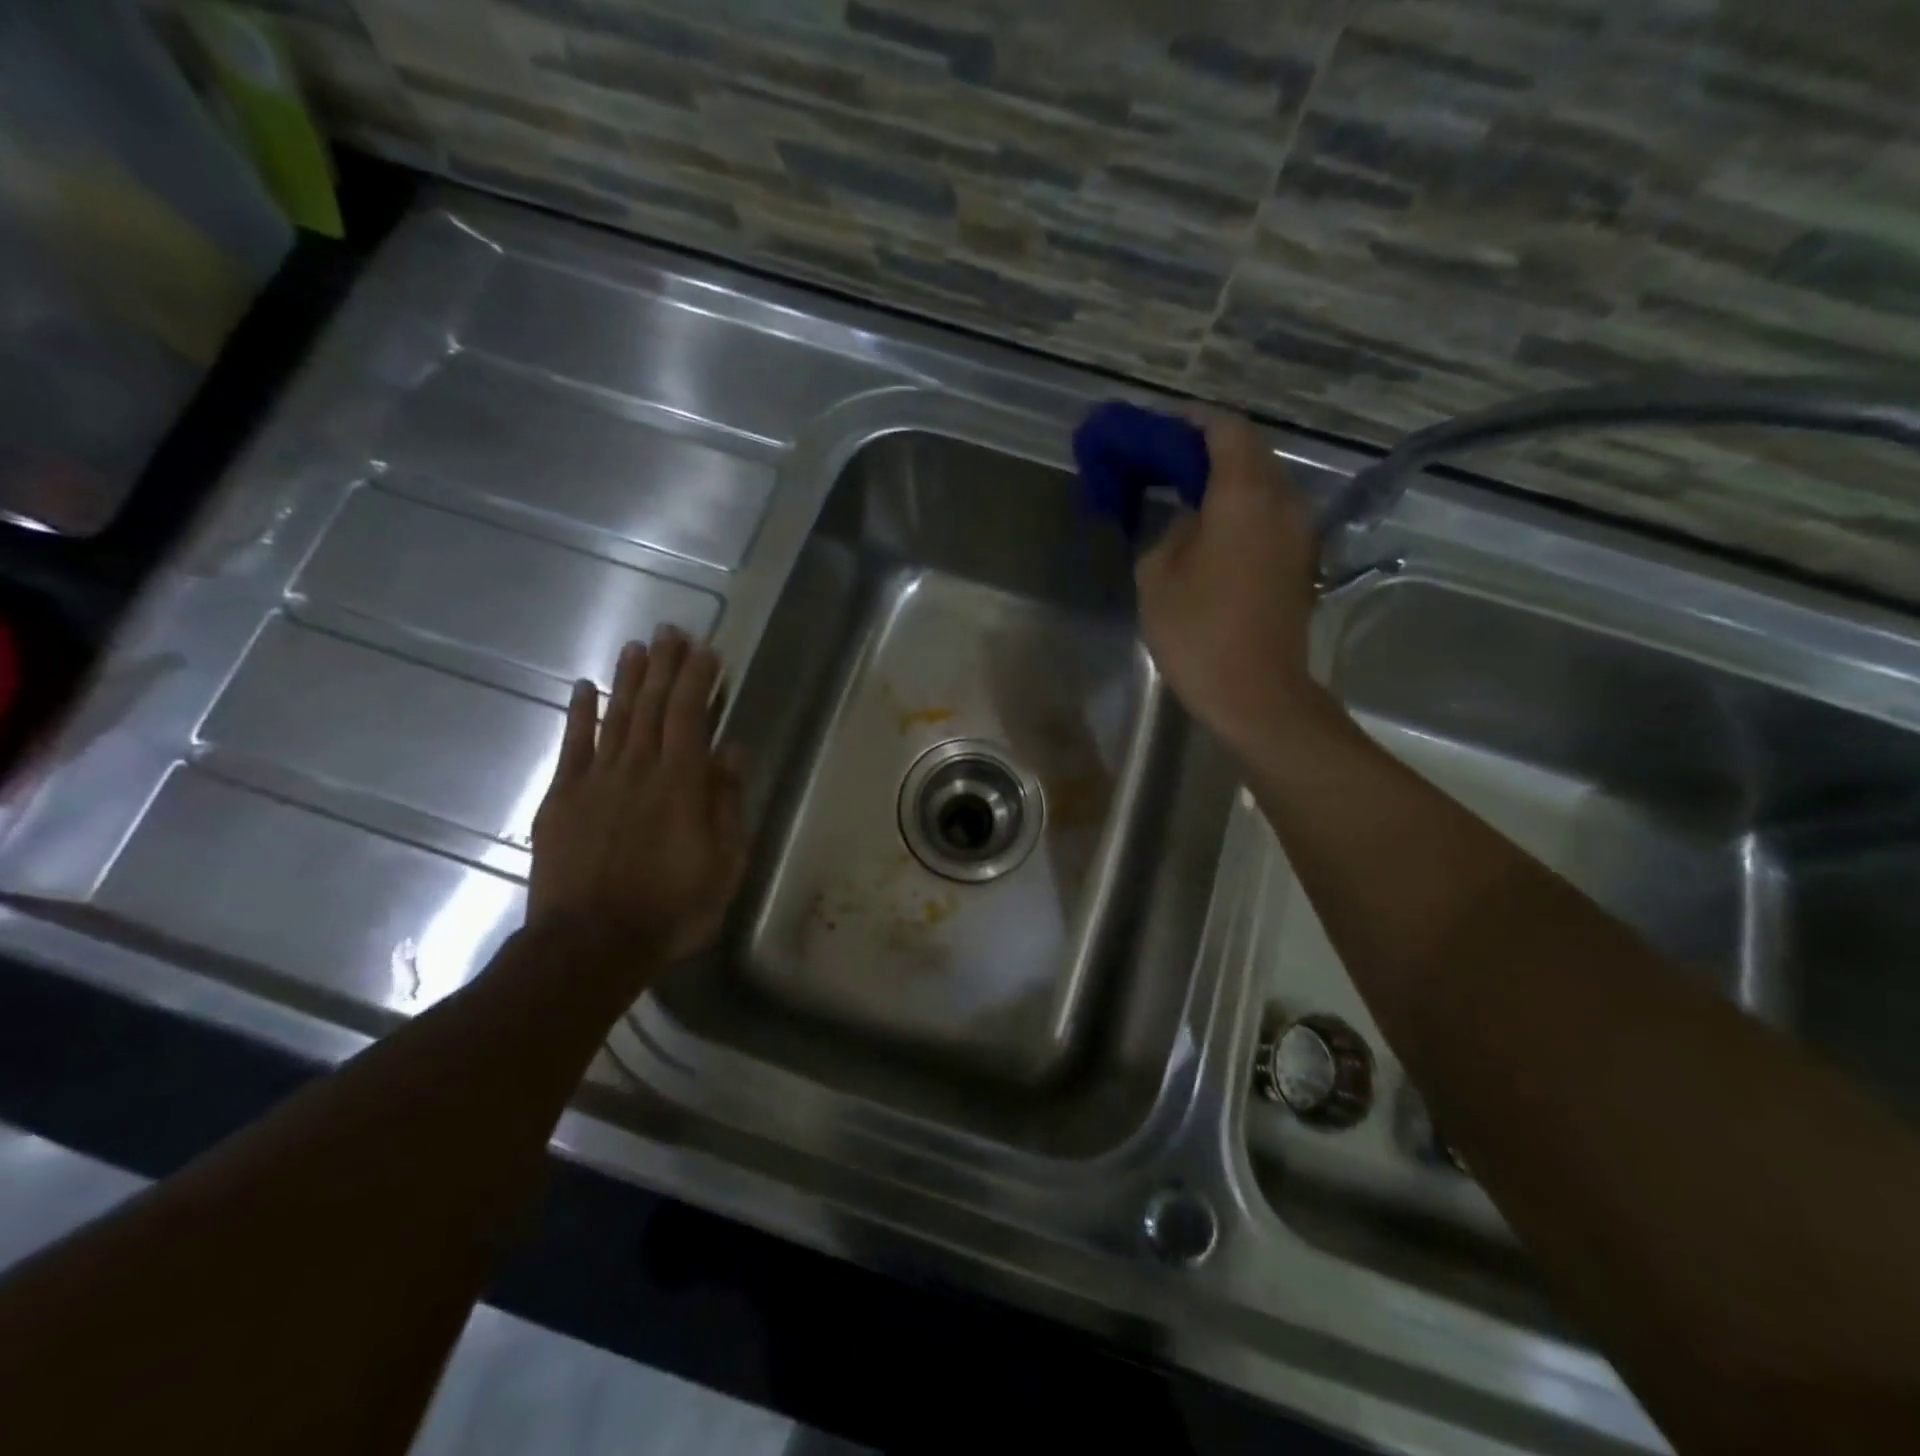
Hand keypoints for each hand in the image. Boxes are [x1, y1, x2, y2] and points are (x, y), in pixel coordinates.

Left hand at [527, 627, 746, 964]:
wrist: (591, 944)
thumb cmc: (672, 909)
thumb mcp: (724, 865)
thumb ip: (726, 805)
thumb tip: (731, 753)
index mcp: (681, 785)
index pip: (690, 716)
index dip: (698, 680)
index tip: (706, 651)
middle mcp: (638, 770)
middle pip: (652, 706)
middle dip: (664, 666)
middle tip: (670, 631)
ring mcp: (596, 781)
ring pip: (616, 717)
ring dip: (628, 679)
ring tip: (637, 646)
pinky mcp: (562, 798)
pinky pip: (573, 746)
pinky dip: (579, 714)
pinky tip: (584, 687)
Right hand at [1135, 411, 1321, 753]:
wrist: (1257, 694)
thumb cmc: (1199, 633)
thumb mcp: (1157, 576)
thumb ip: (1169, 530)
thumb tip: (1189, 519)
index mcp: (1245, 495)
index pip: (1225, 429)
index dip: (1190, 421)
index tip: (1158, 428)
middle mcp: (1283, 501)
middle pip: (1249, 451)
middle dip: (1205, 448)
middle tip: (1163, 461)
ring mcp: (1299, 531)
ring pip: (1262, 482)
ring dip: (1224, 479)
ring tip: (1182, 494)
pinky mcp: (1300, 560)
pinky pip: (1269, 514)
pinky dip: (1239, 507)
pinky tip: (1208, 529)